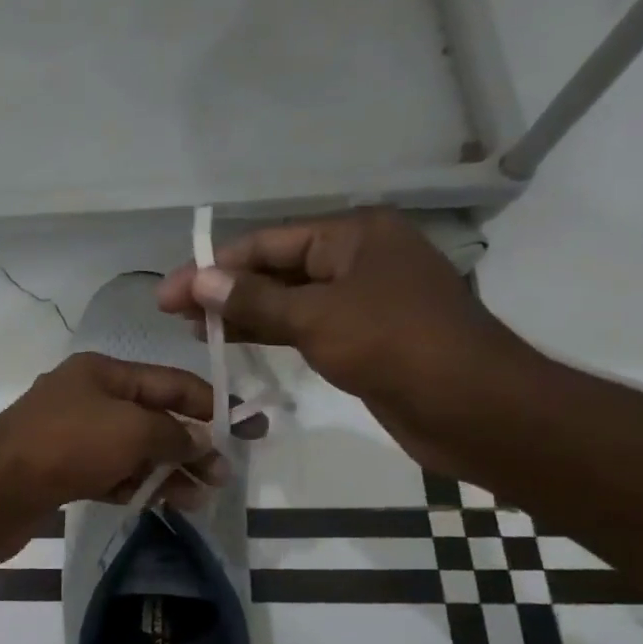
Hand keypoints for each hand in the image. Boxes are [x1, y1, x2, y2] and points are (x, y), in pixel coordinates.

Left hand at [0, 352, 225, 516]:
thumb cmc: (68, 444)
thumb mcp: (132, 430)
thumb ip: (174, 436)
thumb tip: (203, 444)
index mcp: (101, 372)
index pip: (169, 382)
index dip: (210, 403)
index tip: (247, 428)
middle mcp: (85, 398)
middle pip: (150, 417)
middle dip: (189, 444)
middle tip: (223, 475)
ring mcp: (70, 436)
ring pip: (131, 450)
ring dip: (166, 470)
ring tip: (200, 497)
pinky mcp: (59, 471)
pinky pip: (110, 474)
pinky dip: (136, 485)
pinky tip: (162, 503)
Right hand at [156, 208, 535, 470]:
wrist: (474, 408)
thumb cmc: (395, 346)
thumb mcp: (316, 317)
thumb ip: (253, 299)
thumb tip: (196, 280)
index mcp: (354, 235)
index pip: (267, 244)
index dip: (213, 268)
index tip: (168, 294)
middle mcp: (358, 258)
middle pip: (275, 269)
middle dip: (224, 289)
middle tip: (172, 312)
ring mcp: (362, 298)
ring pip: (287, 300)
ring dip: (241, 312)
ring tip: (194, 328)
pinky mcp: (363, 335)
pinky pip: (304, 325)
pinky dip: (268, 331)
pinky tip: (233, 340)